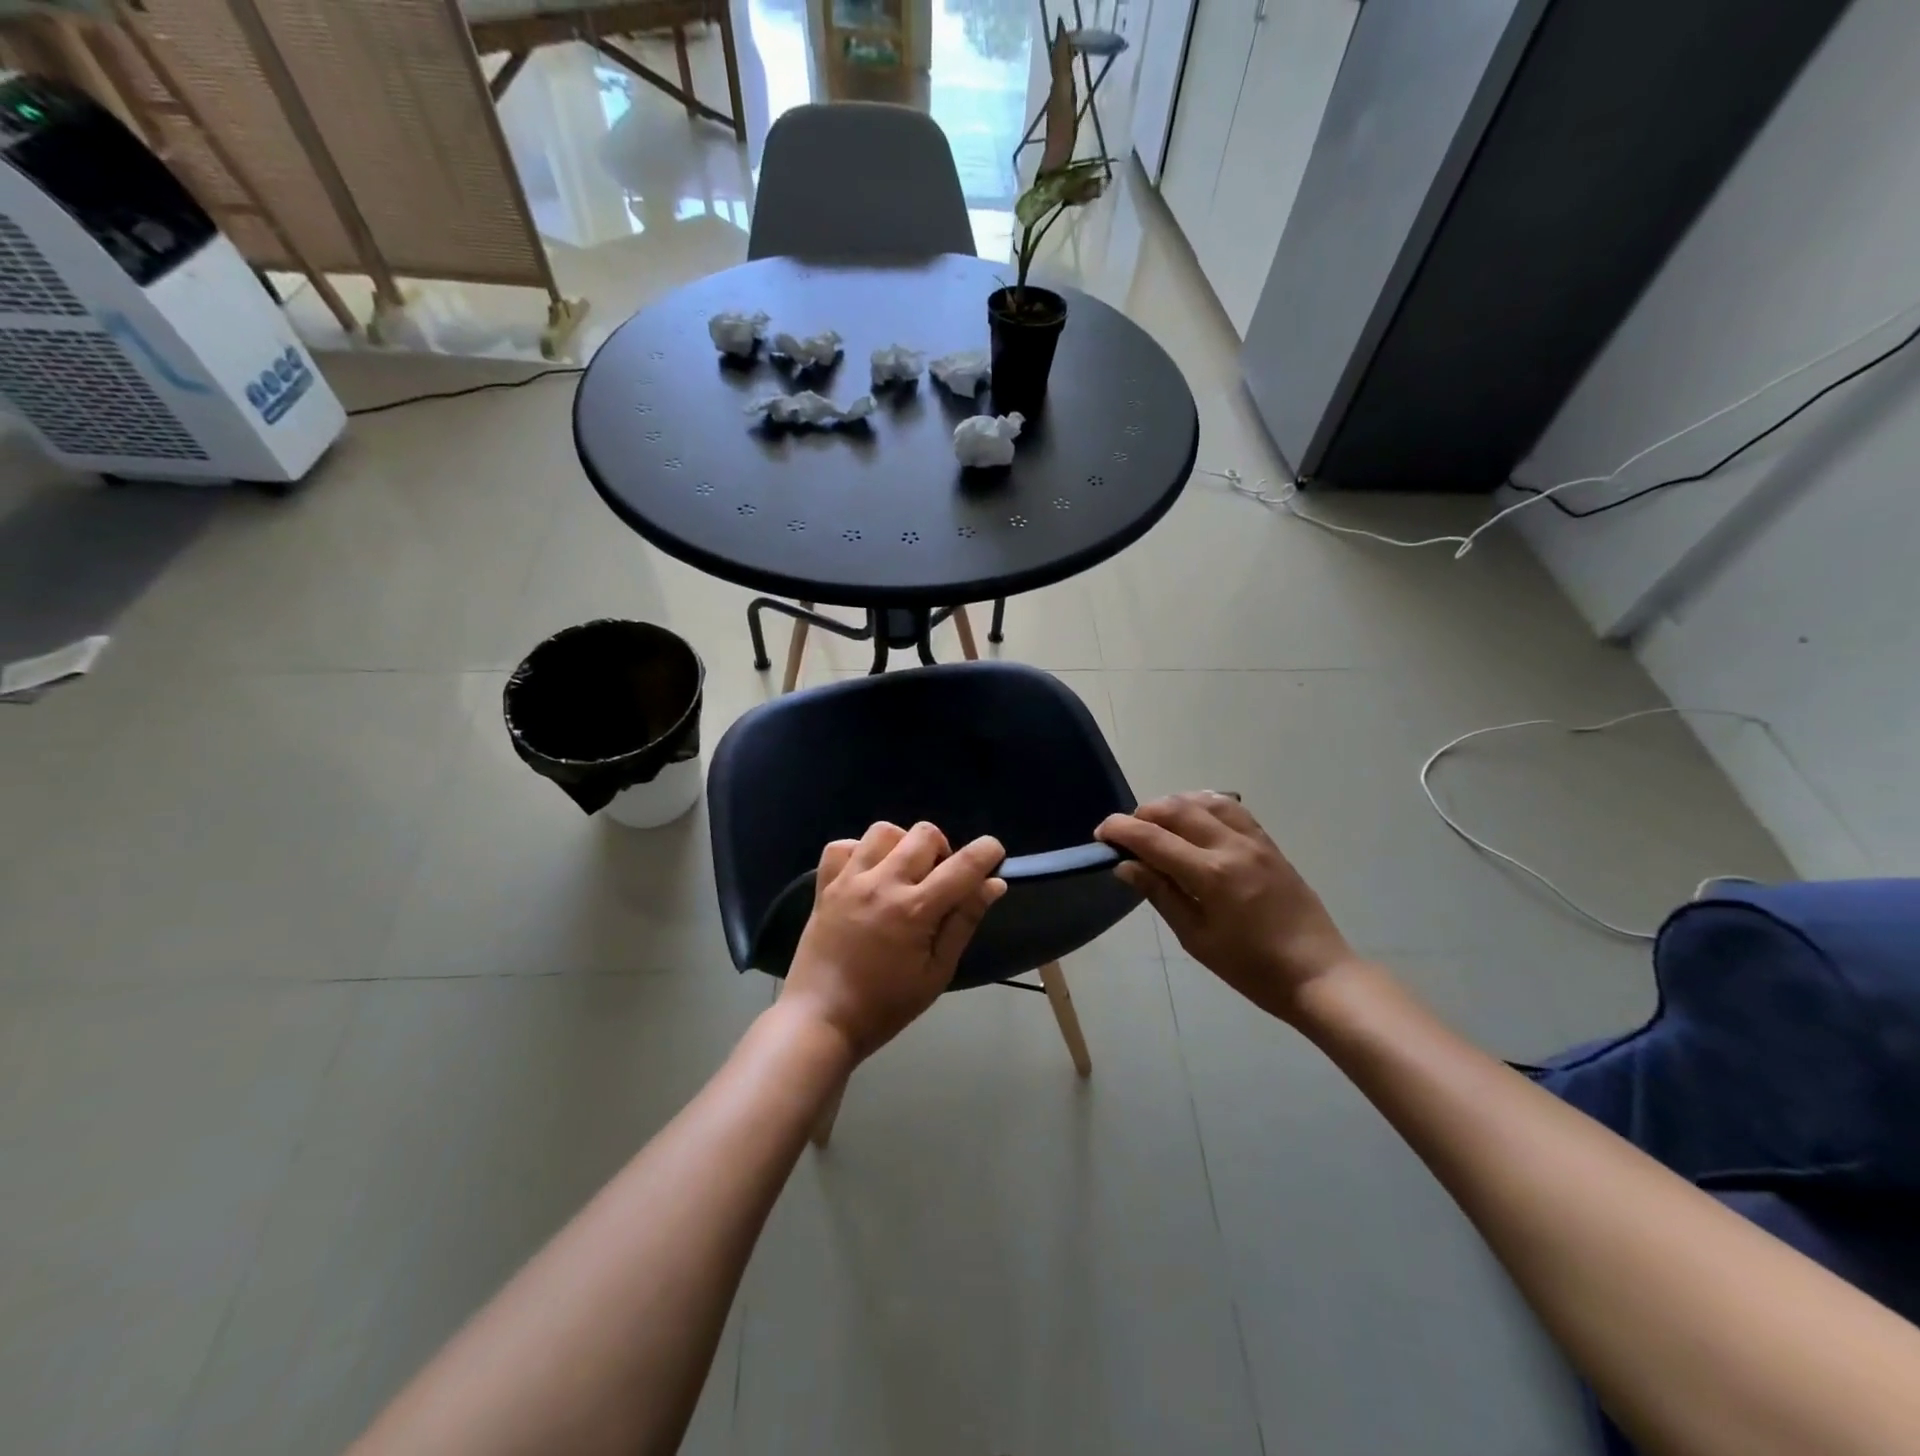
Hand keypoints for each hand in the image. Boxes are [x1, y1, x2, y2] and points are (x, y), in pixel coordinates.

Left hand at [781, 821, 1007, 1060]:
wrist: (821, 1019)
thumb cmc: (886, 1005)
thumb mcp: (937, 972)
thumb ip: (964, 922)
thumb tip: (993, 884)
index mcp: (916, 909)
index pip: (963, 865)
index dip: (987, 851)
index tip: (994, 854)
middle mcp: (883, 884)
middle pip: (924, 834)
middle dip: (943, 850)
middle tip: (939, 881)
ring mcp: (849, 881)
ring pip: (884, 831)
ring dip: (902, 845)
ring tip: (903, 874)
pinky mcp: (824, 886)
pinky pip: (842, 846)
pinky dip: (859, 852)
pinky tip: (867, 875)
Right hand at [1097, 793, 1358, 1020]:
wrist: (1318, 974)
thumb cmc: (1251, 968)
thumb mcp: (1197, 938)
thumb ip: (1161, 894)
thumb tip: (1126, 865)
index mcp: (1210, 875)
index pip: (1153, 838)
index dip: (1120, 830)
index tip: (1100, 833)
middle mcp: (1231, 847)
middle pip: (1176, 809)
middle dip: (1142, 813)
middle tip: (1126, 834)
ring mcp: (1254, 841)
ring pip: (1204, 801)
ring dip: (1173, 804)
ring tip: (1156, 824)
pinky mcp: (1269, 844)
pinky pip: (1232, 809)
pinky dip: (1204, 804)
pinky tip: (1193, 816)